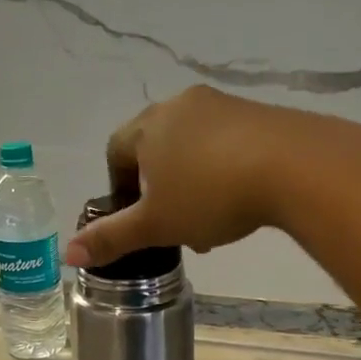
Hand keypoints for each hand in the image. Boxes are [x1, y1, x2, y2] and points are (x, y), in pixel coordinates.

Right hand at [62, 87, 324, 268]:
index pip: (116, 150)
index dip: (119, 186)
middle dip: (160, 189)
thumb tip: (66, 254)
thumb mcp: (156, 224)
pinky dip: (224, 170)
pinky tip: (241, 201)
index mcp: (148, 126)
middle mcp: (181, 105)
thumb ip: (112, 238)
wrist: (294, 166)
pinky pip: (228, 142)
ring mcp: (223, 105)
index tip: (135, 216)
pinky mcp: (259, 113)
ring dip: (193, 183)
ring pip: (193, 147)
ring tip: (210, 223)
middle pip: (156, 148)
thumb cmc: (210, 195)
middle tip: (175, 225)